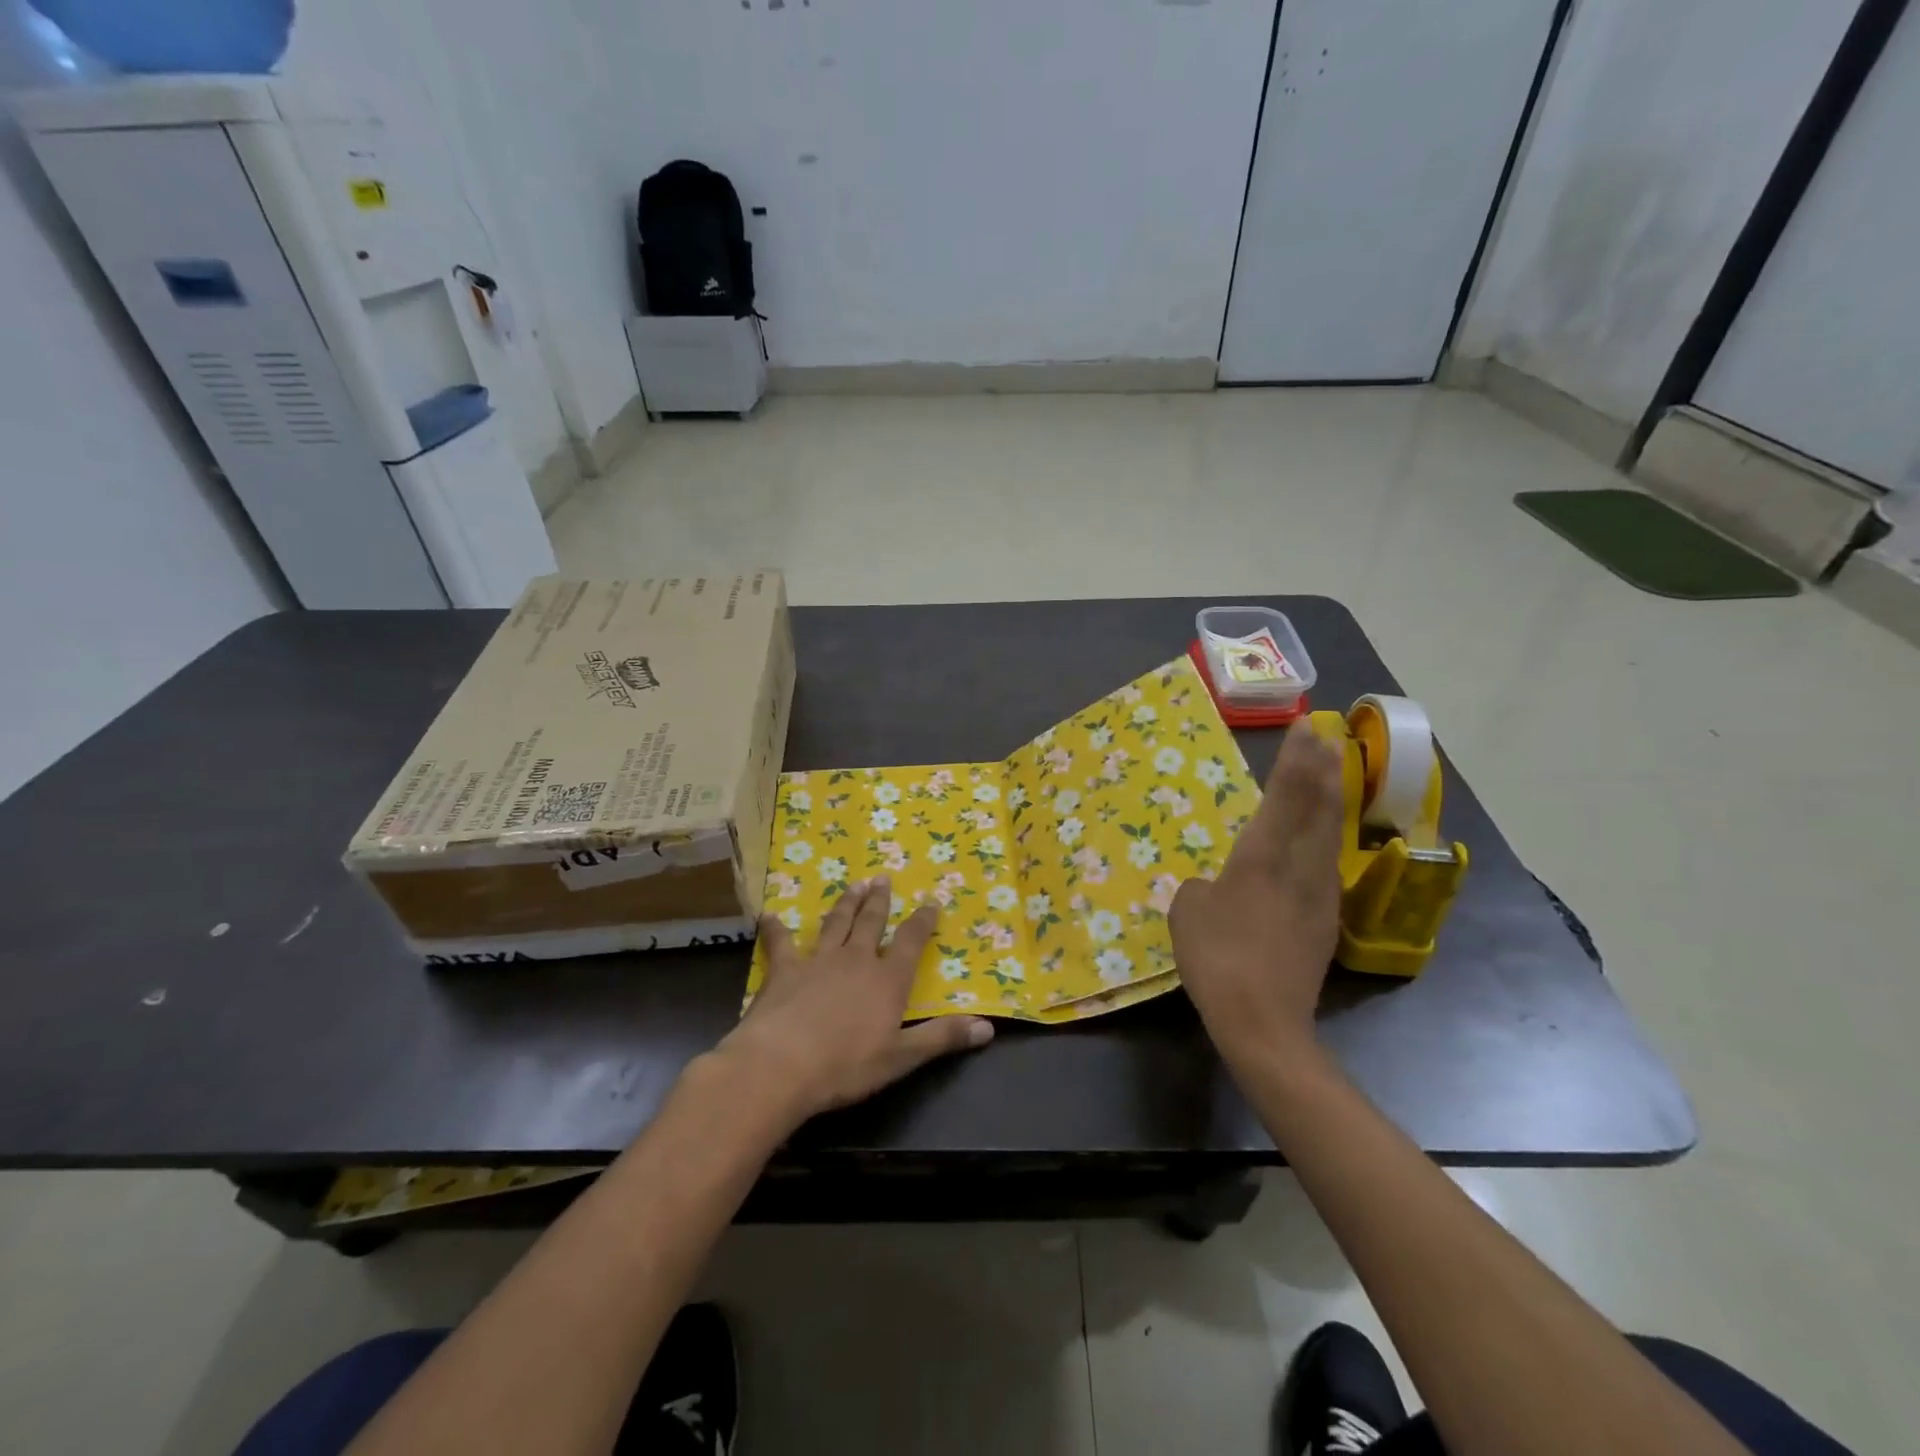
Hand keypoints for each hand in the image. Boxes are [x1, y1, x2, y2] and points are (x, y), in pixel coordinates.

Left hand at [717, 878, 993, 1123]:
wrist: (781, 1065)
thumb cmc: (846, 1066)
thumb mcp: (902, 1057)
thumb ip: (942, 1037)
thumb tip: (987, 1028)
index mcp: (887, 979)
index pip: (910, 941)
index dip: (922, 921)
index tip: (931, 901)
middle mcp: (856, 959)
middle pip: (871, 922)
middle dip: (879, 900)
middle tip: (882, 878)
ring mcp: (818, 960)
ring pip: (835, 923)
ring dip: (845, 903)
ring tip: (853, 884)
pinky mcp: (784, 969)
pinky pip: (781, 942)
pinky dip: (776, 928)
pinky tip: (771, 916)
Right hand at [1170, 723, 1344, 1064]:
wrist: (1263, 1022)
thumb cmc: (1218, 958)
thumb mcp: (1187, 912)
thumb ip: (1200, 888)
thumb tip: (1215, 889)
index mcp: (1263, 857)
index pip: (1287, 794)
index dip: (1297, 757)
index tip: (1308, 725)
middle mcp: (1300, 867)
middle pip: (1320, 807)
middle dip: (1323, 768)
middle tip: (1326, 737)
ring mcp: (1319, 895)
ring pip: (1329, 833)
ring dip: (1330, 798)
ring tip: (1329, 774)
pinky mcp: (1324, 922)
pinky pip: (1326, 862)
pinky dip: (1324, 835)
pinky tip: (1319, 838)